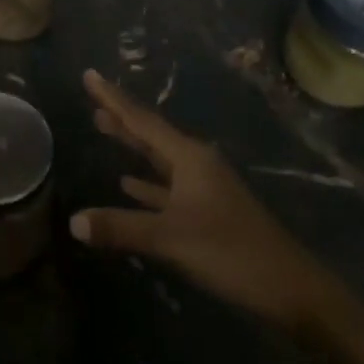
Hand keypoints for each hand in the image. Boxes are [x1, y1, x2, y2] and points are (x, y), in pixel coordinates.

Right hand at [71, 69, 333, 329]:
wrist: (290, 288)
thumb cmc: (231, 252)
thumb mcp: (171, 238)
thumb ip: (121, 227)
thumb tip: (73, 221)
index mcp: (190, 158)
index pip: (142, 120)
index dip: (113, 98)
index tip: (90, 75)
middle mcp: (197, 164)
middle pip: (151, 133)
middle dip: (121, 116)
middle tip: (92, 97)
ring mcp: (204, 188)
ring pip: (159, 158)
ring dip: (132, 144)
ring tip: (104, 126)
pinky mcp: (207, 211)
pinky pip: (167, 186)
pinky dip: (146, 182)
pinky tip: (128, 183)